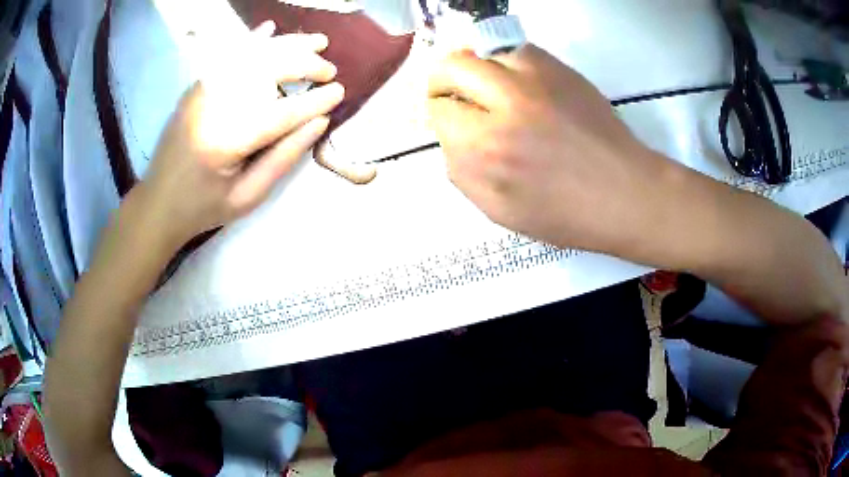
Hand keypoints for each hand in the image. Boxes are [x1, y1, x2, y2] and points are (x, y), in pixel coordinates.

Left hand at [137, 24, 344, 249]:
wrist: (157, 202)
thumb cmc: (203, 207)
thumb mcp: (247, 197)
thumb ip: (283, 158)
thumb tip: (318, 122)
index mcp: (225, 142)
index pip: (280, 113)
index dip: (313, 101)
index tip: (340, 92)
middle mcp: (212, 107)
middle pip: (267, 71)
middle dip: (305, 66)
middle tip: (329, 71)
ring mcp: (201, 92)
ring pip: (251, 56)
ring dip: (287, 45)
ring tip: (317, 42)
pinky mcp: (195, 87)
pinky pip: (227, 55)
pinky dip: (251, 40)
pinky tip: (270, 28)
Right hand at [427, 45, 677, 254]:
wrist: (624, 194)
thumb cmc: (565, 214)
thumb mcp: (500, 211)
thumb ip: (462, 172)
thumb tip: (451, 137)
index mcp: (485, 148)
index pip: (439, 110)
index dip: (443, 116)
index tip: (456, 125)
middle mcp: (503, 104)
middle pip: (450, 67)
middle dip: (444, 81)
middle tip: (458, 96)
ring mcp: (534, 79)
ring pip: (482, 53)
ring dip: (478, 71)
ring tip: (494, 92)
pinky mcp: (559, 68)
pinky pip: (517, 51)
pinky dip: (509, 64)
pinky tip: (523, 86)